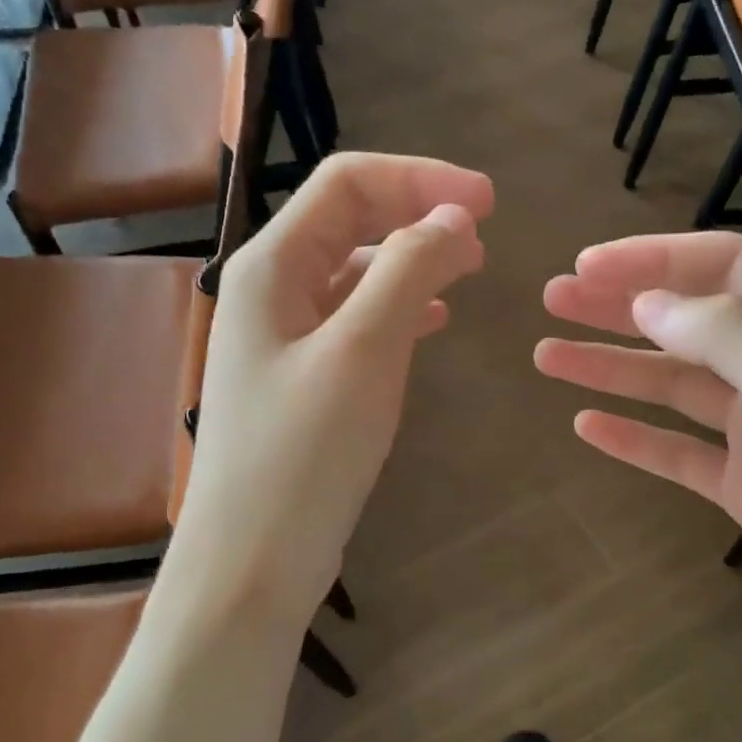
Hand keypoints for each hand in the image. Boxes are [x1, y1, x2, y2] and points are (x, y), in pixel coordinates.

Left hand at [172, 153, 492, 622]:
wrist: (253, 562)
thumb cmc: (303, 454)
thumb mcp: (364, 352)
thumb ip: (407, 271)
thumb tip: (452, 218)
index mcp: (271, 266)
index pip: (347, 184)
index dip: (420, 180)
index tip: (489, 202)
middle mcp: (271, 291)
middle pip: (349, 220)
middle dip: (418, 213)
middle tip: (485, 232)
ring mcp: (284, 339)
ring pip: (355, 272)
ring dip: (412, 259)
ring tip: (469, 268)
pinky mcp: (302, 381)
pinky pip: (355, 322)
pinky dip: (397, 308)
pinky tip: (433, 320)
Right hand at [537, 231, 741, 705]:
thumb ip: (730, 338)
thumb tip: (650, 303)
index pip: (725, 267)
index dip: (651, 260)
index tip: (584, 266)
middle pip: (690, 321)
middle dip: (620, 307)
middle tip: (552, 300)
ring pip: (676, 385)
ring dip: (614, 367)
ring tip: (547, 355)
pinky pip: (680, 451)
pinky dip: (636, 437)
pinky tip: (587, 426)